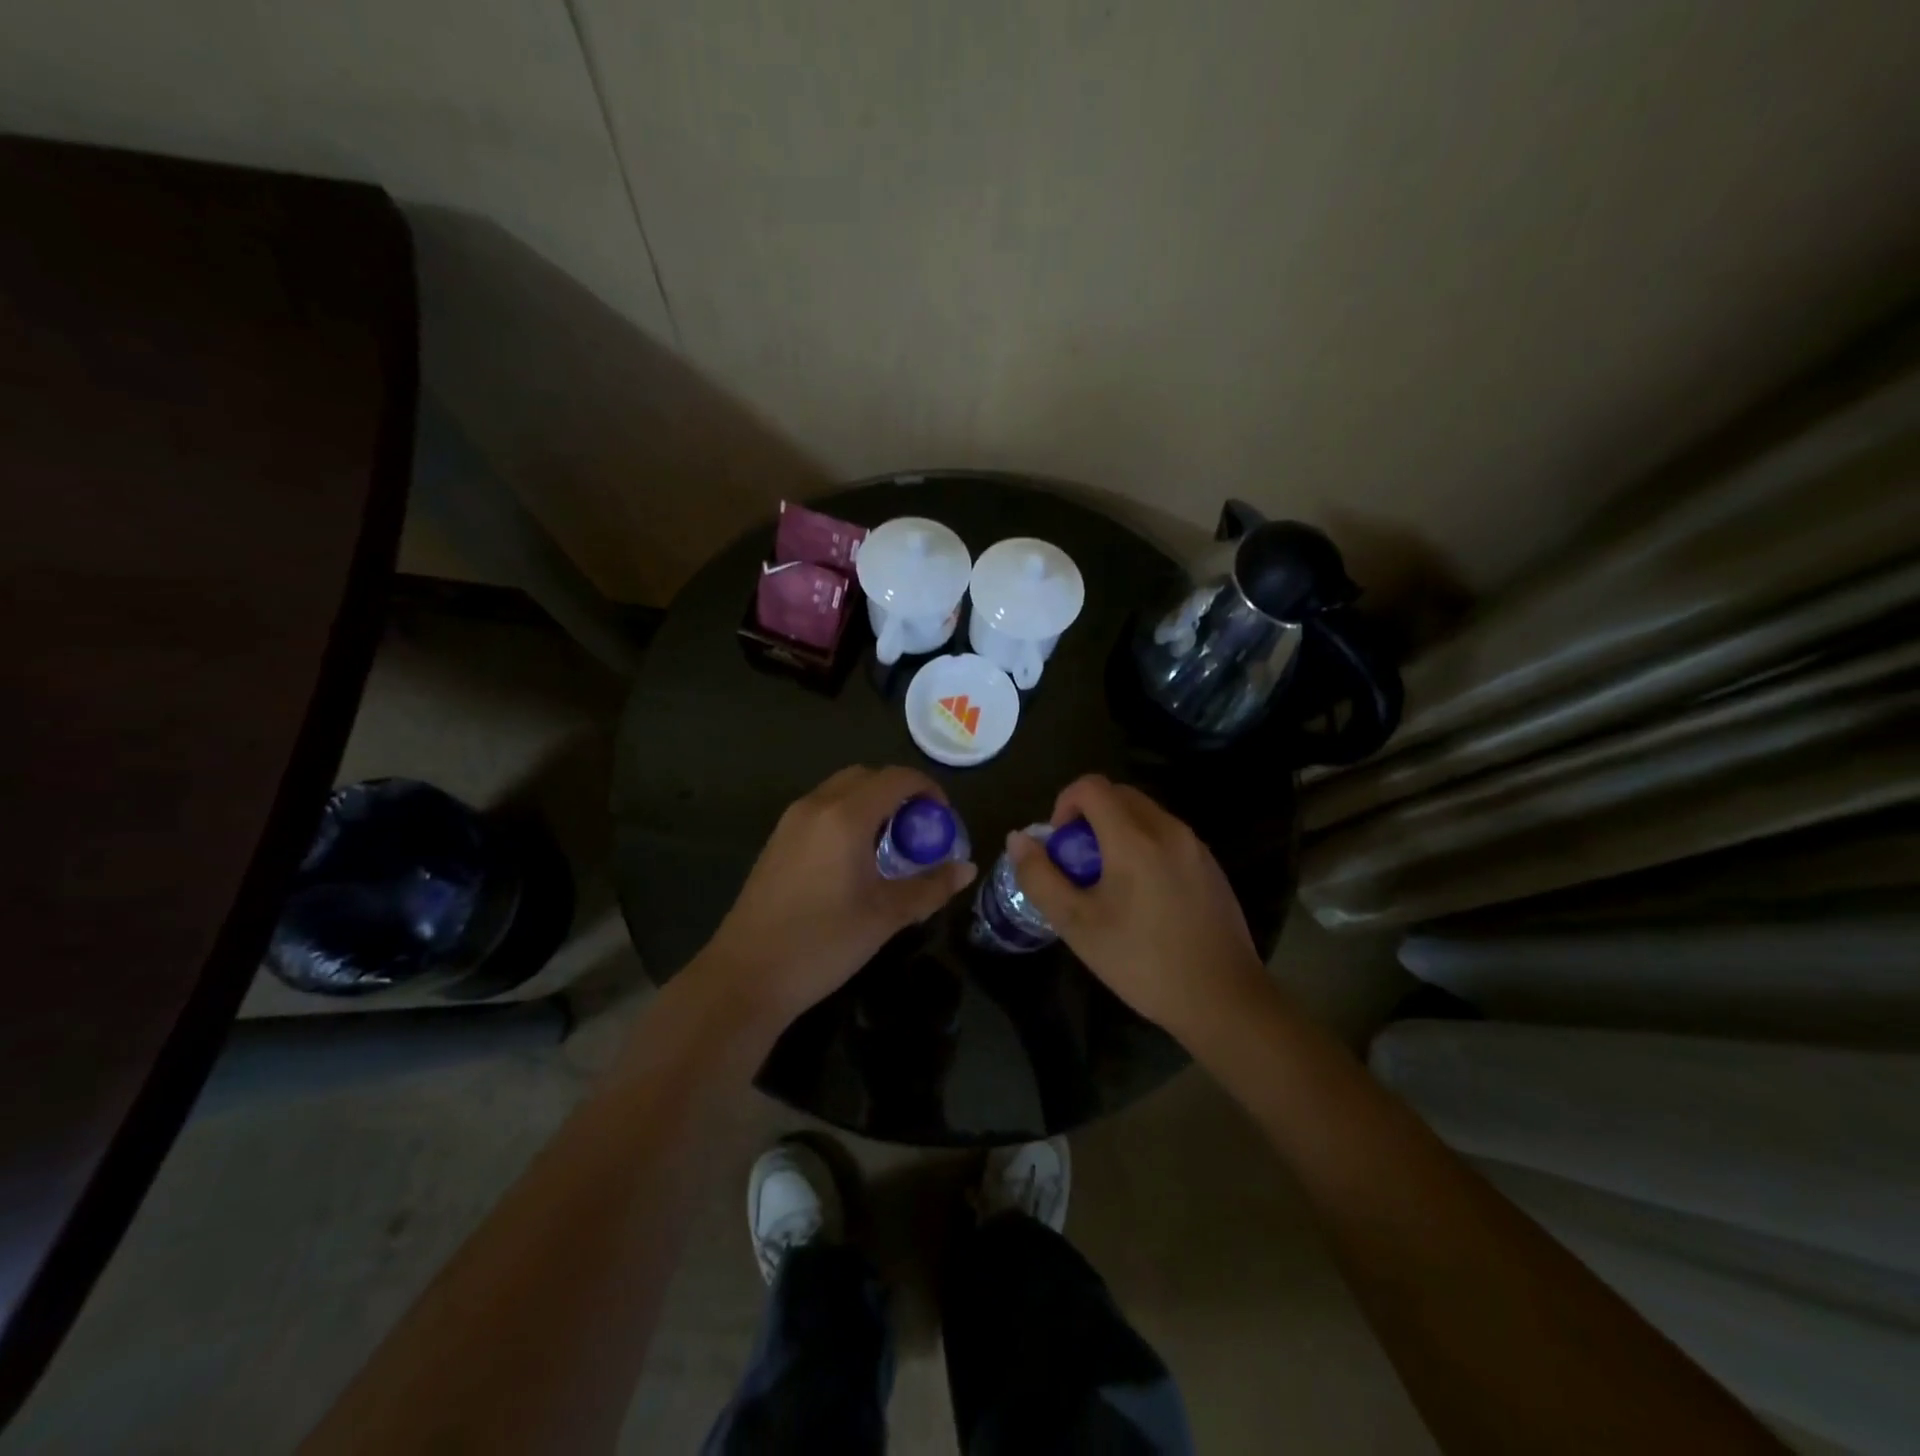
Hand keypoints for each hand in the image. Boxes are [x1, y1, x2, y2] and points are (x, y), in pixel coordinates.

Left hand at [700, 765, 976, 1026]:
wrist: (746, 976)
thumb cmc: (822, 943)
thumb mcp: (886, 916)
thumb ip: (930, 887)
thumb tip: (968, 868)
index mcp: (845, 816)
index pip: (896, 778)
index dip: (927, 790)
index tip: (943, 819)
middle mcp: (816, 806)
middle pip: (866, 776)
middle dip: (899, 793)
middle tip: (919, 830)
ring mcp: (791, 822)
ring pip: (841, 791)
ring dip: (872, 804)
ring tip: (891, 846)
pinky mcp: (777, 841)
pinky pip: (822, 810)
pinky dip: (847, 816)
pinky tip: (855, 859)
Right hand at [1008, 774, 1267, 1043]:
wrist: (1223, 1000)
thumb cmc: (1142, 962)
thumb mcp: (1077, 925)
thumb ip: (1040, 876)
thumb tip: (1019, 839)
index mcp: (1134, 838)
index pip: (1091, 787)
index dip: (1064, 804)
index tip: (1060, 845)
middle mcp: (1168, 829)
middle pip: (1119, 795)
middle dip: (1089, 817)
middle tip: (1079, 864)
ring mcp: (1195, 846)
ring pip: (1145, 815)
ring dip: (1117, 831)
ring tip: (1109, 883)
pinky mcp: (1211, 866)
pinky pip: (1168, 836)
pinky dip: (1144, 846)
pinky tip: (1144, 897)